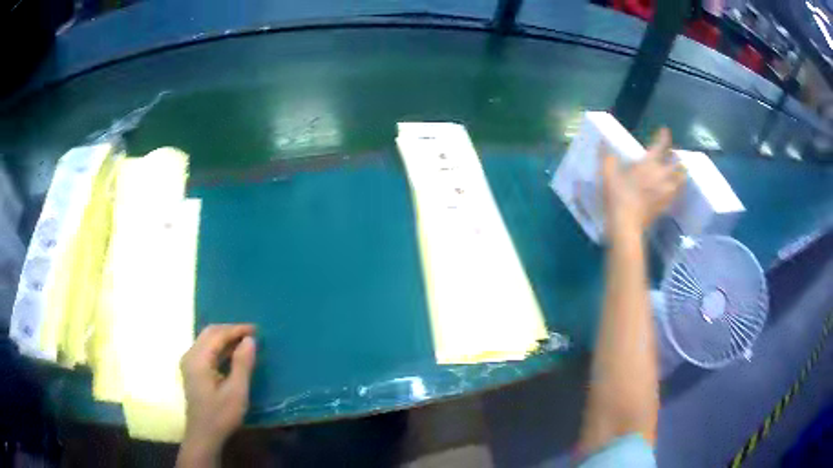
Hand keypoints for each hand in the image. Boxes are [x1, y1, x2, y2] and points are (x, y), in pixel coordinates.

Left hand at [178, 324, 255, 465]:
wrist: (204, 435)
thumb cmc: (221, 415)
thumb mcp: (236, 391)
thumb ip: (242, 364)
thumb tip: (250, 340)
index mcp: (198, 359)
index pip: (217, 334)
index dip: (237, 330)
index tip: (257, 330)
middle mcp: (190, 355)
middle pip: (209, 333)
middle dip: (231, 331)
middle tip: (252, 334)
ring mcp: (189, 362)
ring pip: (207, 340)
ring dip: (225, 338)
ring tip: (245, 342)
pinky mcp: (192, 370)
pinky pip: (206, 350)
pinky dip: (220, 347)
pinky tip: (233, 354)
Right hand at [601, 128, 685, 237]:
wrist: (626, 224)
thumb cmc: (617, 196)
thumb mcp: (607, 174)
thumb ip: (607, 157)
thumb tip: (602, 142)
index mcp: (648, 164)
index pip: (661, 146)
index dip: (664, 137)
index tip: (664, 131)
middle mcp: (661, 175)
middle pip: (675, 162)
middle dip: (675, 155)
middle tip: (673, 153)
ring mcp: (665, 192)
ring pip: (680, 178)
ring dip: (680, 172)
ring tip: (679, 170)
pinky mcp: (665, 205)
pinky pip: (676, 194)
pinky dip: (677, 188)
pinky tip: (674, 188)